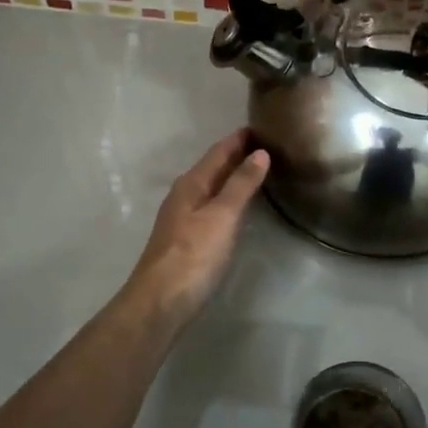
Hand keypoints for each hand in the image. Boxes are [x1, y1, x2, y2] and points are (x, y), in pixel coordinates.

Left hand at [125, 130, 269, 323]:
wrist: (160, 301)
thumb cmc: (194, 254)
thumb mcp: (222, 215)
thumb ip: (241, 184)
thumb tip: (259, 152)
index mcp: (191, 184)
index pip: (218, 152)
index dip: (238, 139)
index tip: (261, 126)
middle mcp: (184, 195)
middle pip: (213, 168)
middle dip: (236, 155)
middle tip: (266, 146)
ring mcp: (182, 218)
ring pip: (211, 188)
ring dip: (232, 177)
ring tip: (258, 171)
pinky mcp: (187, 240)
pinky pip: (211, 207)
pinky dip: (227, 199)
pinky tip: (238, 207)